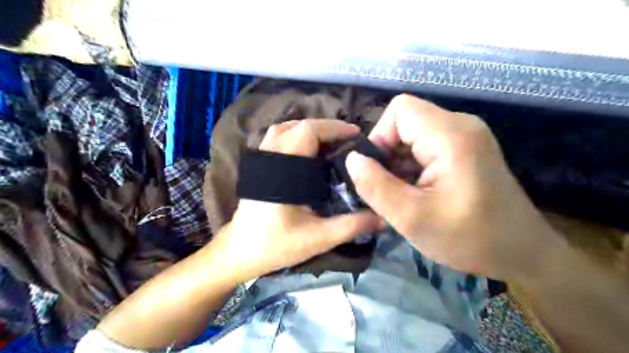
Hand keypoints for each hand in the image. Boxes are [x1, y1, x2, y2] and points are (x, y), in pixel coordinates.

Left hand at [208, 118, 379, 281]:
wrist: (239, 252)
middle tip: (349, 140)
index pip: (307, 132)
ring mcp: (260, 159)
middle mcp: (268, 157)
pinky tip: (310, 151)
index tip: (356, 135)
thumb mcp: (317, 238)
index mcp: (281, 170)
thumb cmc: (275, 245)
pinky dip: (297, 136)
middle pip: (297, 125)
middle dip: (326, 128)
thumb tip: (382, 218)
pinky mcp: (259, 165)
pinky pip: (278, 138)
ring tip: (332, 141)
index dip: (333, 128)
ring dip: (310, 129)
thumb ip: (350, 226)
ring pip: (285, 129)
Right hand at [347, 94, 556, 281]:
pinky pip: (427, 146)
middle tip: (387, 190)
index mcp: (451, 135)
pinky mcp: (466, 149)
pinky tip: (417, 193)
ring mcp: (466, 136)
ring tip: (402, 196)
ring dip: (399, 163)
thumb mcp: (412, 218)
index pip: (400, 110)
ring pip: (413, 135)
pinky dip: (412, 167)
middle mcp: (461, 125)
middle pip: (406, 122)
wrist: (524, 253)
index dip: (379, 136)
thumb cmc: (471, 238)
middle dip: (387, 154)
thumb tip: (352, 159)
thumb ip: (375, 186)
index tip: (377, 172)